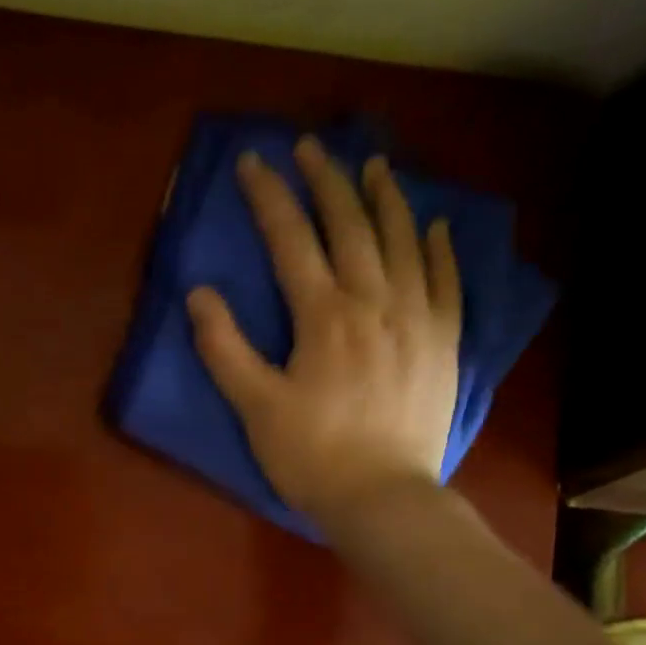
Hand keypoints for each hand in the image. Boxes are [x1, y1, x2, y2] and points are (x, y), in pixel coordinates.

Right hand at [189, 136, 461, 532]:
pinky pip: (446, 281)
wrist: (382, 497)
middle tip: (311, 147)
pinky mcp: (444, 342)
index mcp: (323, 316)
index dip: (269, 197)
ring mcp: (416, 318)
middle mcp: (374, 302)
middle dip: (327, 181)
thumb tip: (199, 294)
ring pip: (403, 242)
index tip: (253, 161)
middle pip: (350, 226)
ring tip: (374, 166)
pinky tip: (433, 225)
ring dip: (385, 198)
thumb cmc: (311, 456)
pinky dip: (438, 248)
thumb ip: (225, 348)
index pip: (291, 241)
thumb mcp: (255, 407)